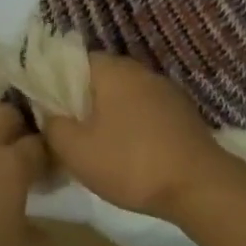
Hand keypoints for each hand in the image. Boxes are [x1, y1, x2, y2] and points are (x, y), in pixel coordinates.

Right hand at [42, 55, 227, 216]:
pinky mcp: (182, 111)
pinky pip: (146, 109)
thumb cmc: (130, 163)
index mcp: (113, 70)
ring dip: (109, 113)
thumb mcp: (76, 150)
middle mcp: (140, 70)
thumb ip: (53, 125)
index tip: (47, 108)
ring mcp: (165, 89)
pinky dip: (133, 123)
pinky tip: (129, 150)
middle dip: (82, 100)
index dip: (56, 82)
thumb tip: (49, 112)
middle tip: (69, 130)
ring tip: (97, 144)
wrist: (198, 185)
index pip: (74, 60)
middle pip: (100, 77)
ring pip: (125, 94)